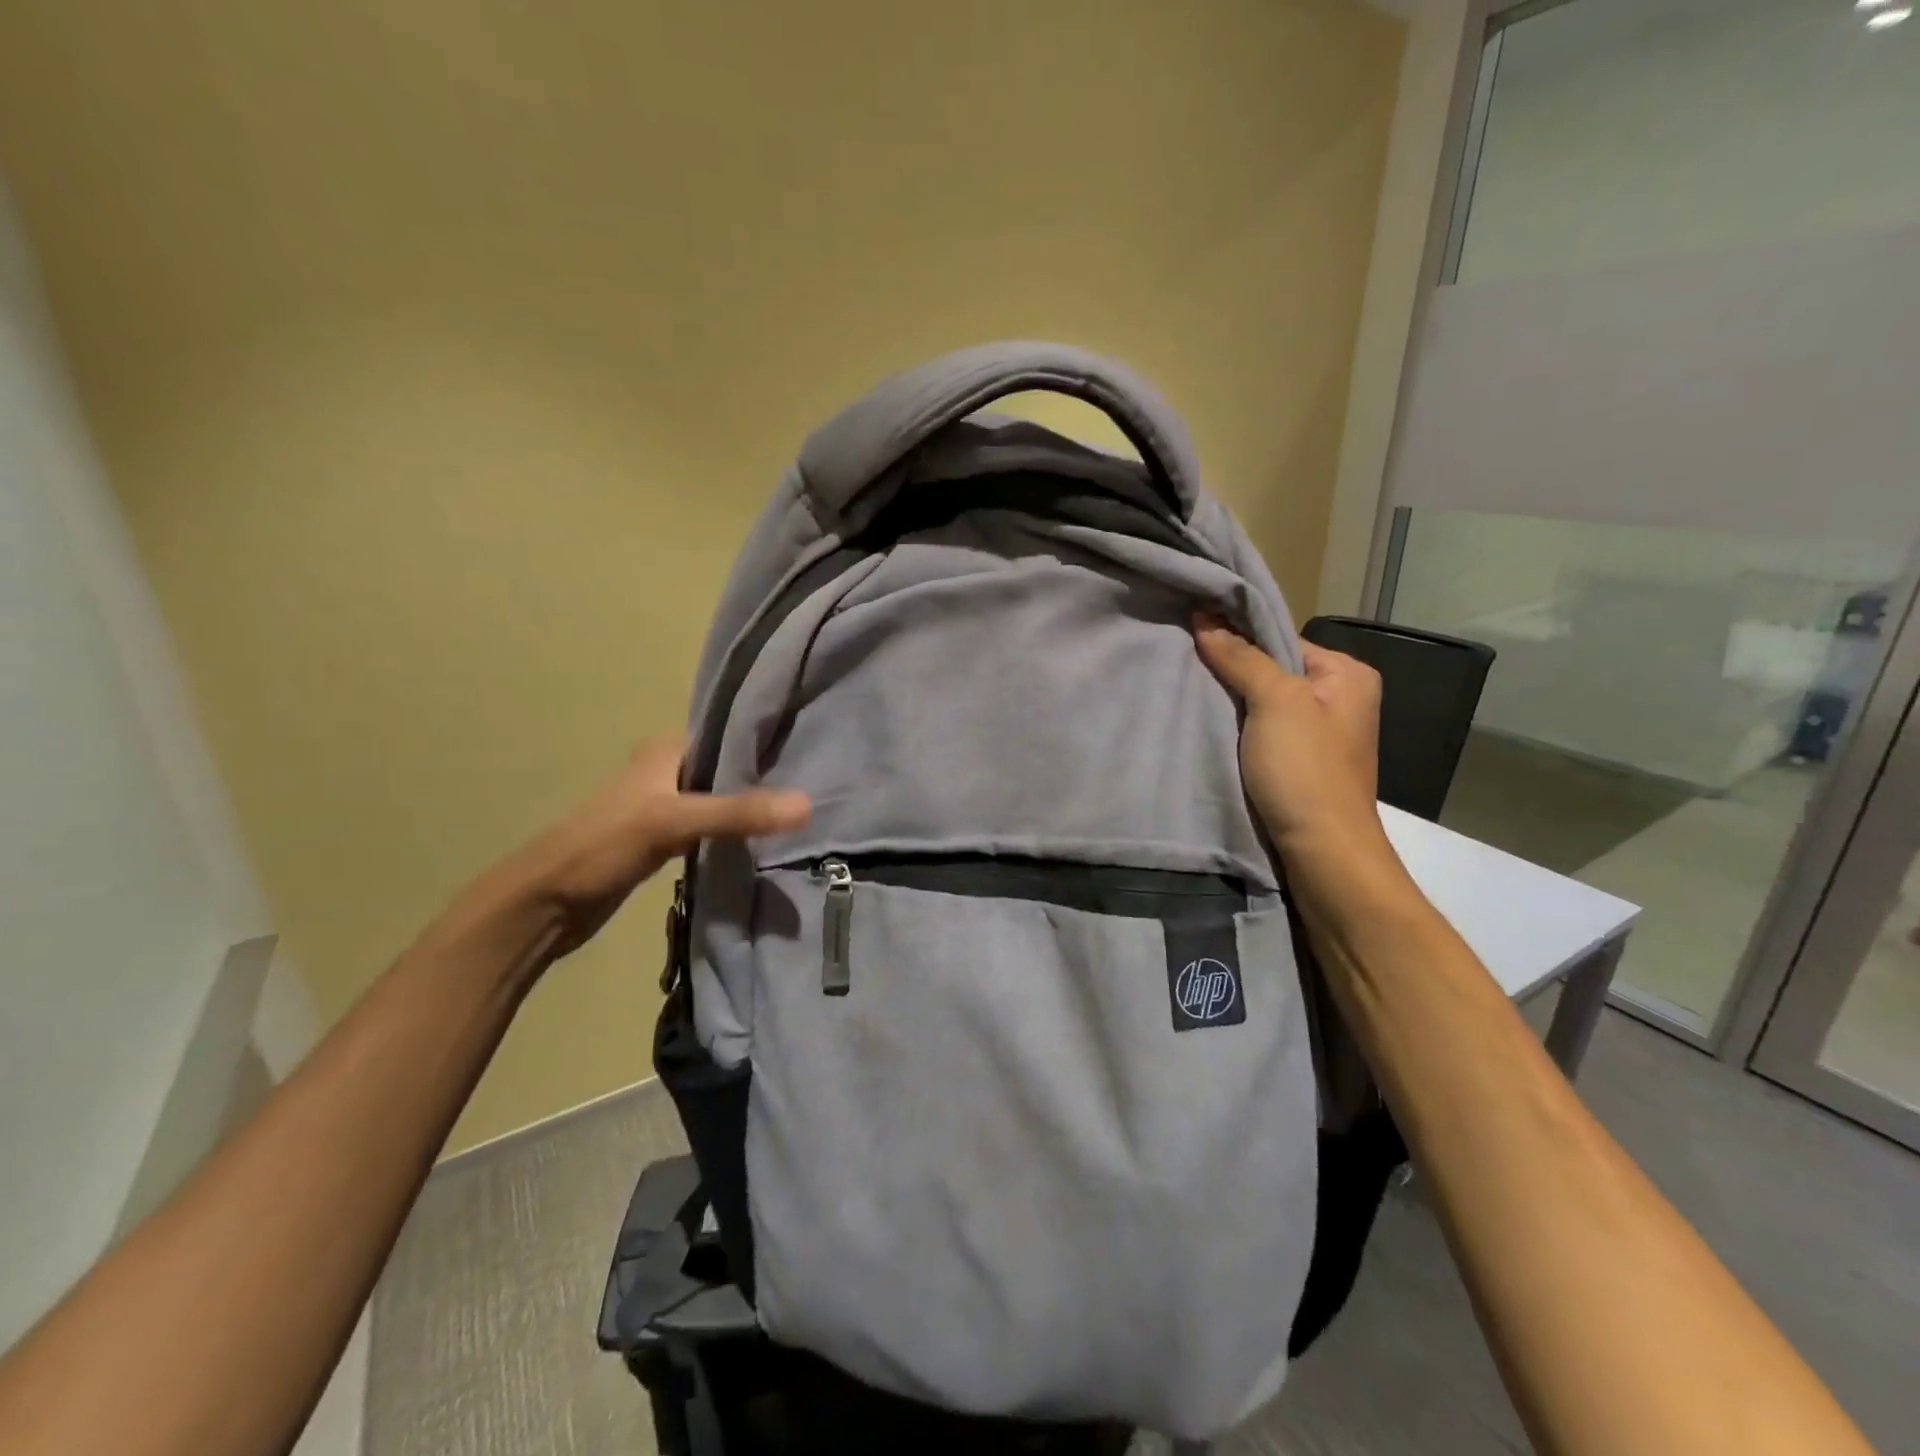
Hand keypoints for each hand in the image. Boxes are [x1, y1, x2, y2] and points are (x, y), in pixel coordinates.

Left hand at [505, 739, 809, 956]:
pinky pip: (711, 826)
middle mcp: (667, 771)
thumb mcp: (674, 822)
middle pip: (727, 765)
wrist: (548, 903)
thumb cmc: (604, 845)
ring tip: (798, 810)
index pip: (727, 731)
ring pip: (720, 796)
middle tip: (816, 781)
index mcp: (666, 750)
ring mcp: (665, 806)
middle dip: (765, 773)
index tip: (810, 743)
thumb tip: (808, 804)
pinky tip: (763, 840)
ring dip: (750, 804)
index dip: (766, 736)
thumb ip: (738, 812)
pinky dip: (734, 831)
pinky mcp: (664, 839)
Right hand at [1194, 615, 1384, 858]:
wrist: (1322, 851)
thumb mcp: (1276, 702)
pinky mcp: (1299, 764)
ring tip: (1189, 692)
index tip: (1193, 635)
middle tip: (1185, 664)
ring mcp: (1318, 735)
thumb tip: (1205, 617)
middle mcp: (1339, 698)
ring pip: (1263, 703)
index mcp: (1347, 674)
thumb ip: (1242, 658)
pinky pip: (1262, 732)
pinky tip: (1207, 727)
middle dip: (1231, 670)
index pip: (1281, 639)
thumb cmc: (1305, 770)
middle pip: (1271, 670)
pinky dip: (1236, 729)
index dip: (1238, 637)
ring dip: (1230, 702)